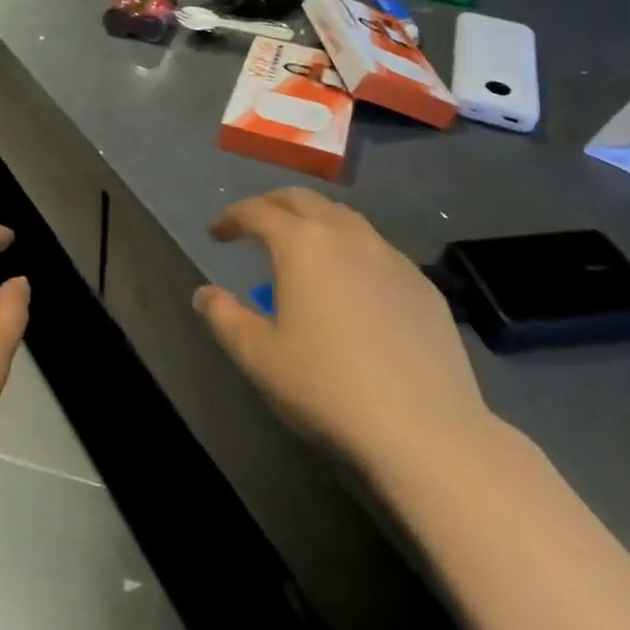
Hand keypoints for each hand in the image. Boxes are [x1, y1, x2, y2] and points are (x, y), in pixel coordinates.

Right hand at [195, 189, 494, 483]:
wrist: (425, 429)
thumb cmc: (328, 387)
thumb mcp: (259, 357)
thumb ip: (224, 317)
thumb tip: (205, 294)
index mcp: (301, 244)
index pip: (257, 211)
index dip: (231, 217)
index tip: (217, 233)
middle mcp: (346, 235)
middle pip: (302, 199)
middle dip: (272, 205)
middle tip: (255, 225)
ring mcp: (390, 256)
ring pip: (344, 218)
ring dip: (314, 221)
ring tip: (302, 247)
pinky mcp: (422, 284)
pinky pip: (377, 249)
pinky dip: (351, 250)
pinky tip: (351, 284)